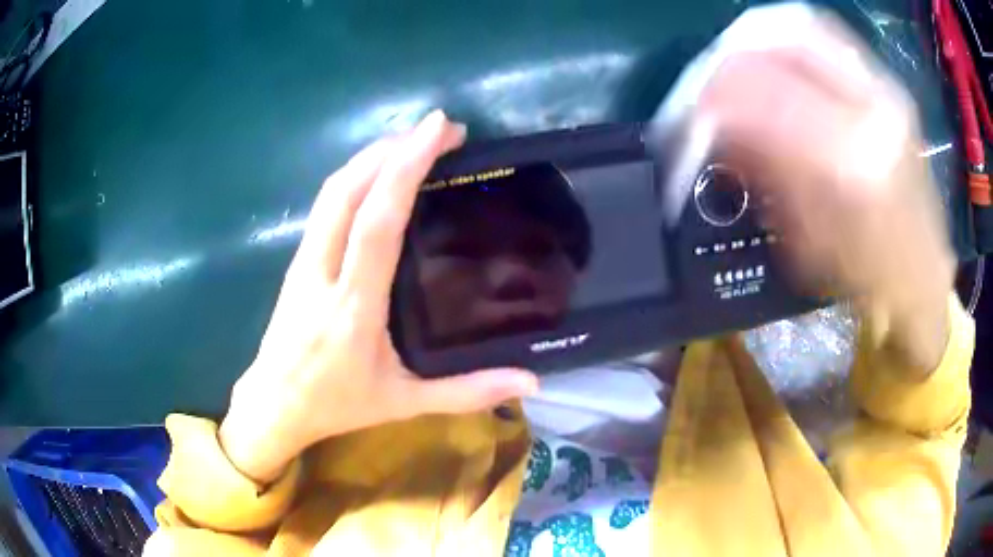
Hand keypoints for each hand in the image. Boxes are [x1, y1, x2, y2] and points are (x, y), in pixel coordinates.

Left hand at [219, 111, 538, 482]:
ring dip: (371, 156)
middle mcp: (322, 273)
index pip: (377, 223)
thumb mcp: (405, 403)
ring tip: (413, 140)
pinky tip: (378, 171)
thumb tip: (530, 382)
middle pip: (348, 191)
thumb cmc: (338, 405)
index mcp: (353, 308)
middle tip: (439, 128)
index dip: (405, 169)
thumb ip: (468, 391)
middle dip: (393, 148)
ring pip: (331, 191)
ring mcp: (303, 262)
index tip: (439, 130)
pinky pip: (325, 205)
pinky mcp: (296, 260)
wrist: (274, 404)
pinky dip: (354, 176)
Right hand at [691, 7, 954, 372]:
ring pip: (798, 23)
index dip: (709, 100)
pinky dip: (781, 34)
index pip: (762, 95)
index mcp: (853, 164)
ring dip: (750, 38)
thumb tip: (711, 126)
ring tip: (728, 65)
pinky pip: (820, 31)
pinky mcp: (884, 81)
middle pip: (778, 38)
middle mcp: (872, 108)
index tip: (684, 122)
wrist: (923, 274)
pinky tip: (766, 55)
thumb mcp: (805, 243)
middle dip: (725, 57)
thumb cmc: (868, 280)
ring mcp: (883, 86)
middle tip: (702, 85)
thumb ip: (761, 172)